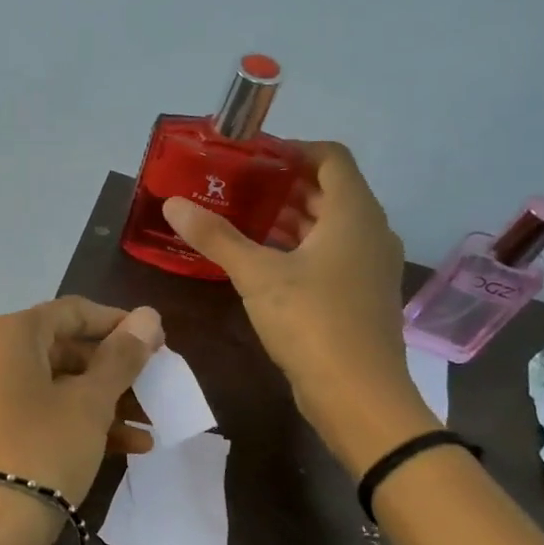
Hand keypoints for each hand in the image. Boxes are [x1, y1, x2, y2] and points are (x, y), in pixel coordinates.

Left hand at [0, 297, 164, 538]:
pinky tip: (128, 446)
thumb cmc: (44, 449)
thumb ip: (122, 357)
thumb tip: (148, 316)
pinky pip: (41, 414)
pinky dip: (79, 423)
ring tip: (149, 423)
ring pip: (56, 386)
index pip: (72, 312)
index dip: (117, 324)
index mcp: (9, 335)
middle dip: (114, 370)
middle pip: (64, 349)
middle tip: (155, 387)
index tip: (156, 342)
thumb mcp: (91, 402)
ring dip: (104, 402)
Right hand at [164, 141, 432, 470]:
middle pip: (329, 190)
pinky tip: (263, 262)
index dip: (292, 149)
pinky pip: (331, 253)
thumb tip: (173, 204)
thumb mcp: (256, 275)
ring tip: (241, 219)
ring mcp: (369, 265)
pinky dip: (299, 247)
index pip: (330, 157)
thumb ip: (216, 237)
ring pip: (330, 225)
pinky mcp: (360, 294)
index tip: (250, 157)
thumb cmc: (312, 321)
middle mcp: (369, 231)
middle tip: (235, 187)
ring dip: (290, 217)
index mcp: (353, 213)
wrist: (358, 394)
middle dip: (283, 184)